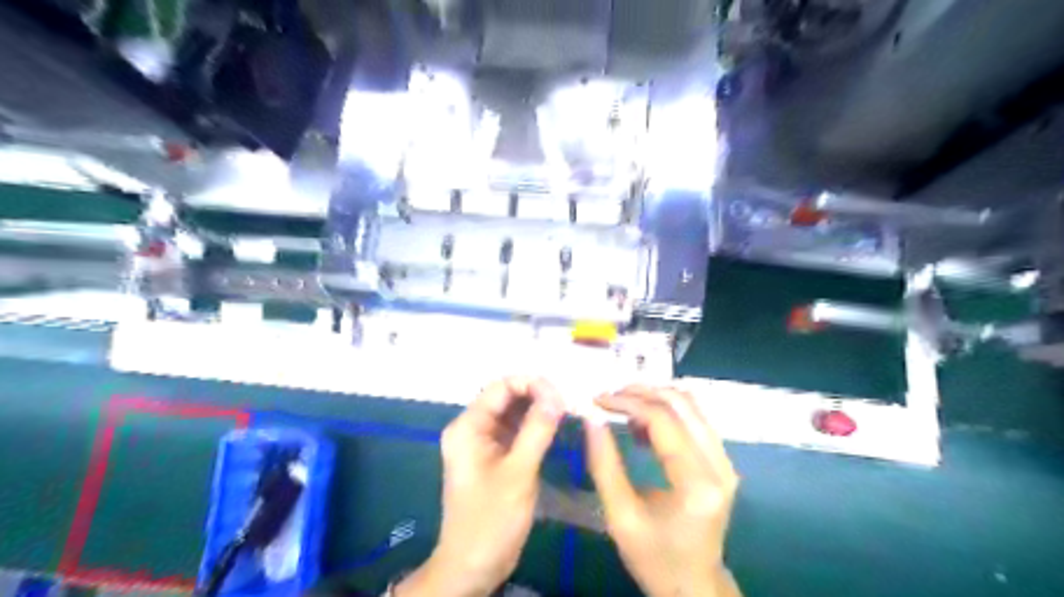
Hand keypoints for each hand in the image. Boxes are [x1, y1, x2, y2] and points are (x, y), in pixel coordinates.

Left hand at [397, 377, 564, 596]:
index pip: (501, 387)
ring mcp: (482, 443)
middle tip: (568, 404)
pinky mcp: (492, 457)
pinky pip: (514, 431)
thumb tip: (557, 396)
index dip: (532, 384)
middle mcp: (472, 428)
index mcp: (468, 427)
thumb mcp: (518, 473)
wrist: (473, 566)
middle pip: (506, 397)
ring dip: (537, 410)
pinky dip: (533, 427)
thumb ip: (537, 430)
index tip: (561, 396)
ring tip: (565, 412)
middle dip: (536, 395)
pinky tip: (553, 428)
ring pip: (512, 413)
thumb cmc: (491, 519)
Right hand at [581, 385, 741, 593]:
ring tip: (621, 406)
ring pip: (691, 405)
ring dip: (654, 397)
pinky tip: (642, 423)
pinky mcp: (722, 461)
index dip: (627, 403)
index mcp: (696, 484)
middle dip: (641, 392)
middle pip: (681, 404)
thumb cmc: (655, 557)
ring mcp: (725, 461)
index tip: (597, 401)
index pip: (663, 421)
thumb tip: (591, 419)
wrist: (694, 585)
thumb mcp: (620, 517)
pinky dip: (667, 411)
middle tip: (608, 396)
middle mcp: (719, 465)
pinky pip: (695, 419)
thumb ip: (605, 465)